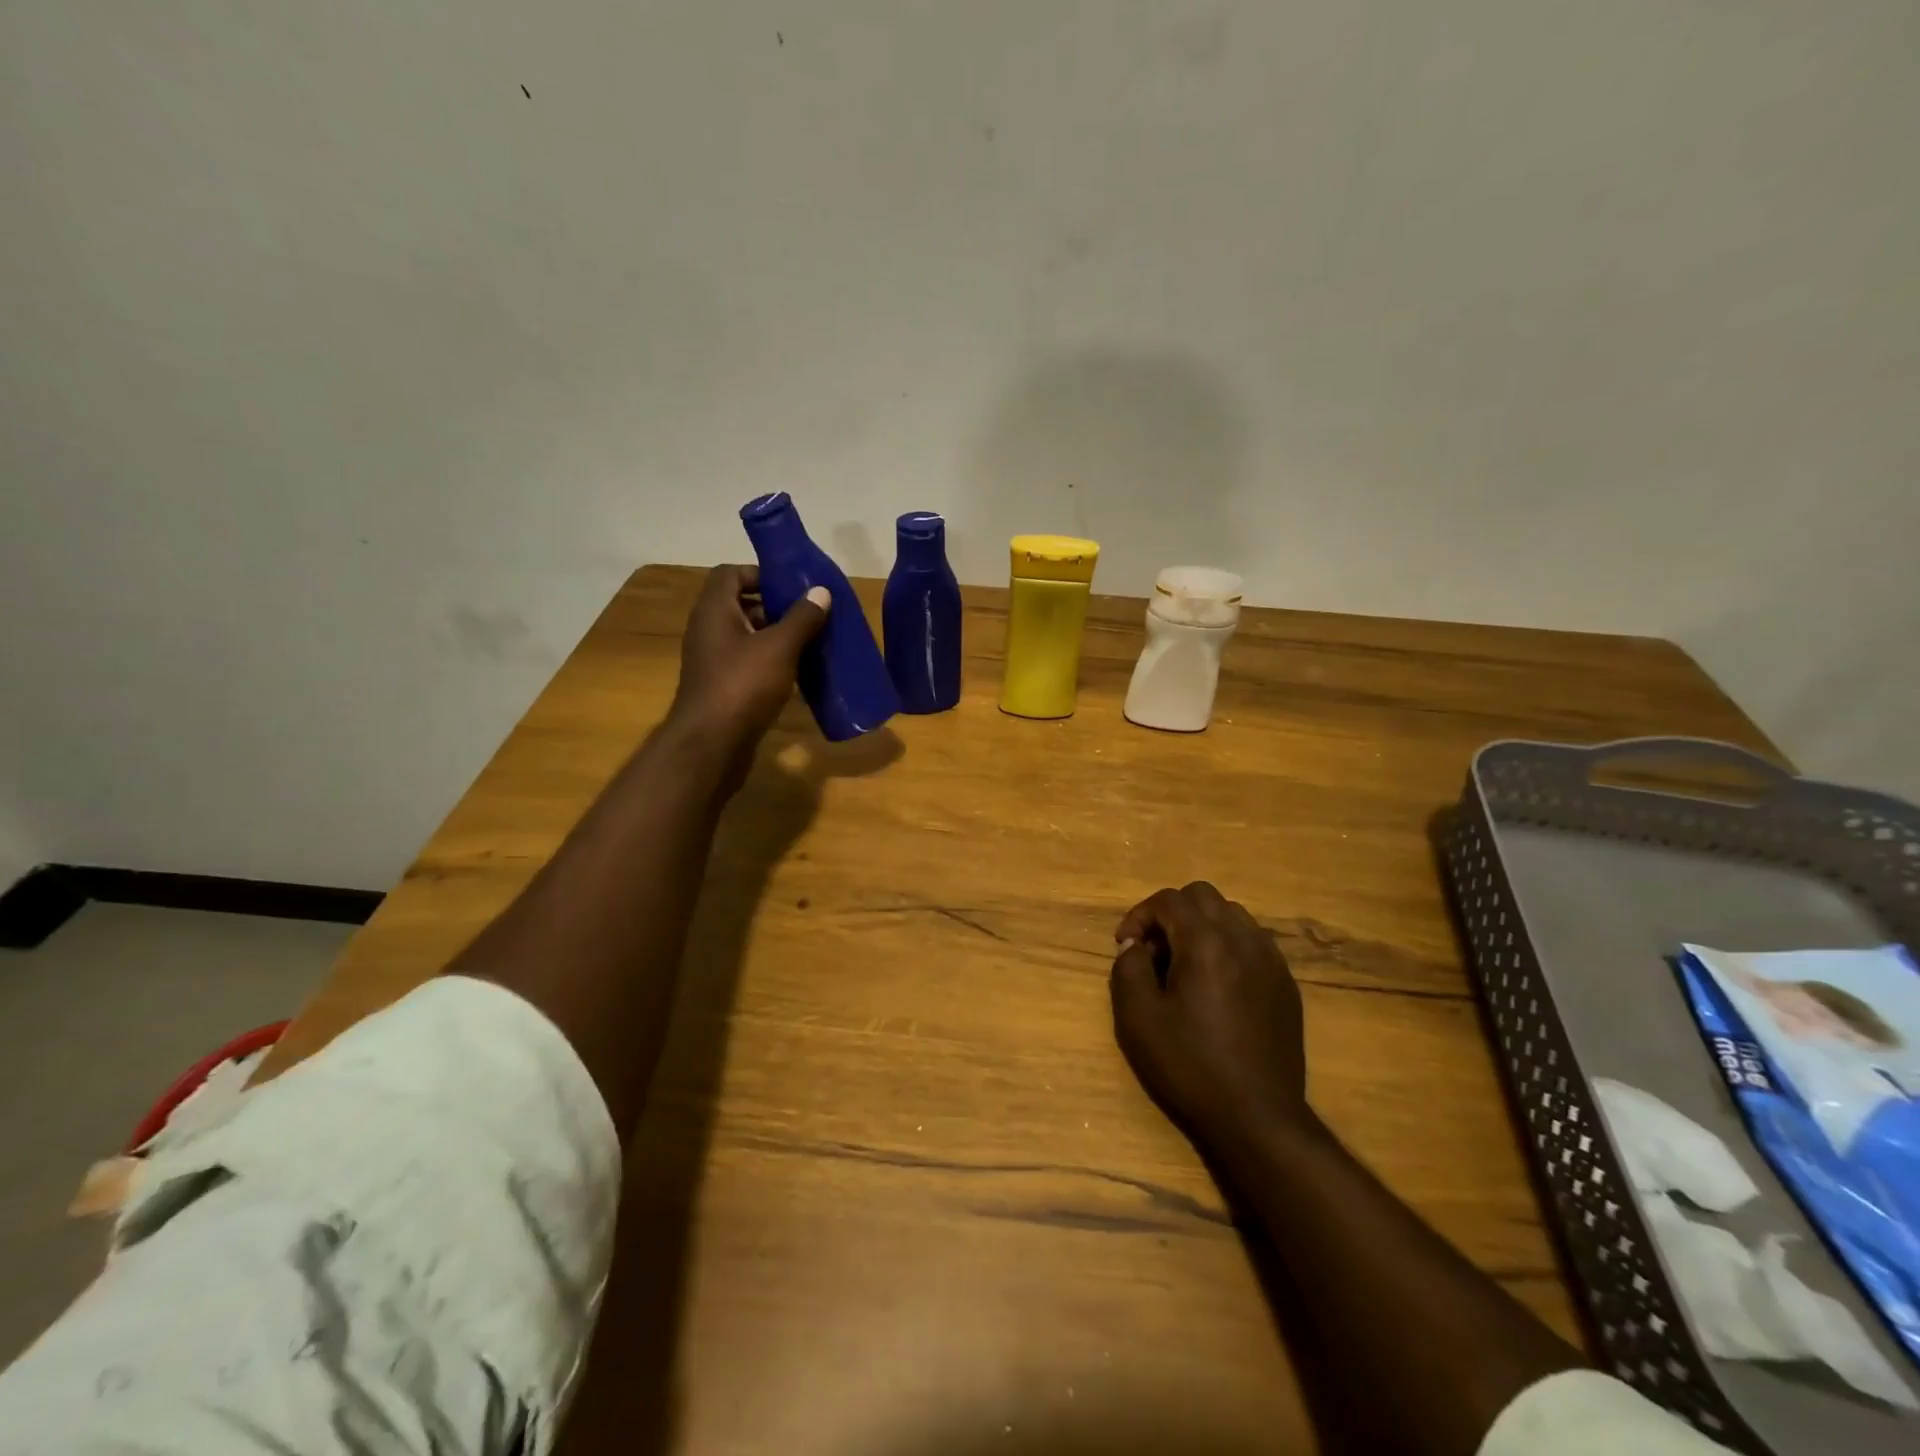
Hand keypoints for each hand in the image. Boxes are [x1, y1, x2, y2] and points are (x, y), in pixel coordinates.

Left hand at [667, 565, 829, 774]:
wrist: (711, 745)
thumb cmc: (743, 685)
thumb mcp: (780, 647)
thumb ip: (802, 618)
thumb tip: (821, 591)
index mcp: (715, 611)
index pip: (731, 574)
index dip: (760, 573)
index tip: (793, 585)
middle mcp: (708, 631)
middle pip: (741, 605)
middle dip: (776, 607)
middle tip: (810, 614)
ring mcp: (713, 662)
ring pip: (747, 637)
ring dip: (776, 638)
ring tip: (811, 643)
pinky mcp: (722, 688)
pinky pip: (748, 664)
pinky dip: (771, 664)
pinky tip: (799, 675)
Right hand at [1110, 882, 1307, 1146]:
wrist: (1257, 1116)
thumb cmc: (1191, 1066)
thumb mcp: (1138, 1019)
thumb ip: (1128, 969)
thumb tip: (1135, 947)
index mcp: (1206, 942)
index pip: (1169, 900)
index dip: (1140, 915)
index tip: (1126, 945)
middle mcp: (1243, 939)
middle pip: (1203, 896)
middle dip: (1171, 913)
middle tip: (1154, 950)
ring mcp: (1271, 960)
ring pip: (1232, 915)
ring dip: (1201, 926)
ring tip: (1185, 965)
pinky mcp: (1285, 984)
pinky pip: (1253, 942)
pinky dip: (1227, 946)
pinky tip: (1216, 985)